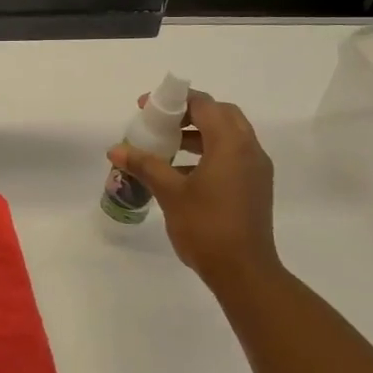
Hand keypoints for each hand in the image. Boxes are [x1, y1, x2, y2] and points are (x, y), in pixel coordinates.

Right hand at [109, 90, 284, 296]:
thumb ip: (144, 165)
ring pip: (229, 136)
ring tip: (168, 147)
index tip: (146, 108)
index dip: (174, 101)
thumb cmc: (206, 226)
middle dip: (189, 114)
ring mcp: (256, 169)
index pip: (205, 105)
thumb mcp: (170, 192)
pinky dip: (210, 152)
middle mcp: (249, 149)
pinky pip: (233, 155)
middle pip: (221, 115)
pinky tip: (184, 173)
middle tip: (160, 124)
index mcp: (231, 144)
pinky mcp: (255, 187)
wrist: (244, 271)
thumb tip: (116, 149)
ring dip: (200, 133)